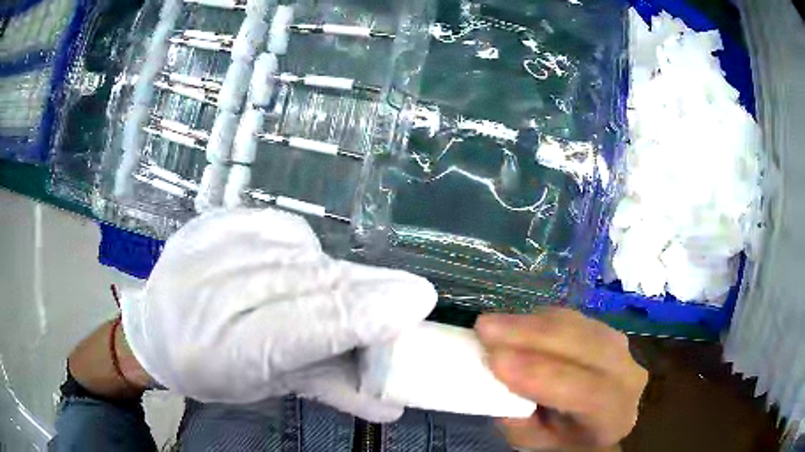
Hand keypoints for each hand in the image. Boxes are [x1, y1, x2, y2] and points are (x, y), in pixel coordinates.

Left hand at [120, 208, 436, 422]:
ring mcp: (207, 248)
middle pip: (305, 284)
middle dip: (364, 290)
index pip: (302, 329)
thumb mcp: (269, 388)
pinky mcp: (213, 221)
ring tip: (352, 292)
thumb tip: (394, 405)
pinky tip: (302, 264)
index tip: (417, 301)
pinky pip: (277, 228)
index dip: (361, 314)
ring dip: (335, 275)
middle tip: (409, 295)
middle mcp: (208, 297)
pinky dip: (302, 247)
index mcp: (220, 355)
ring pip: (296, 253)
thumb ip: (331, 388)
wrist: (157, 330)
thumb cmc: (213, 372)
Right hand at [475, 309, 646, 449]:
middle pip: (585, 347)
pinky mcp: (605, 329)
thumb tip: (498, 379)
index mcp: (614, 415)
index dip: (542, 374)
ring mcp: (620, 347)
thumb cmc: (564, 437)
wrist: (596, 420)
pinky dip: (540, 319)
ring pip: (578, 326)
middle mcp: (627, 375)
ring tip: (492, 324)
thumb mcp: (536, 441)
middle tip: (485, 329)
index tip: (495, 360)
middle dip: (532, 336)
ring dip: (532, 323)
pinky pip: (572, 318)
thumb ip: (520, 418)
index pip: (587, 391)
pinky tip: (515, 323)